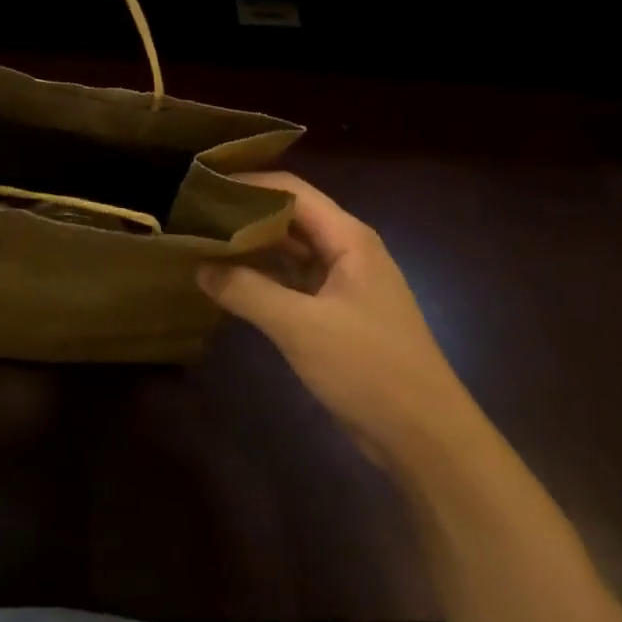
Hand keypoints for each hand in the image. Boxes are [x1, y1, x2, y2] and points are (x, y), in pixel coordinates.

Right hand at [198, 173, 467, 473]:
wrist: (426, 439)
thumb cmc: (370, 369)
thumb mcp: (301, 327)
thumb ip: (248, 292)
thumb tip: (200, 266)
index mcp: (348, 238)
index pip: (291, 189)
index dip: (248, 183)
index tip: (203, 187)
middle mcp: (346, 250)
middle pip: (290, 215)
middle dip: (244, 213)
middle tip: (194, 215)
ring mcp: (343, 282)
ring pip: (290, 249)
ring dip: (252, 246)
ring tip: (203, 243)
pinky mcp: (337, 313)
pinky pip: (293, 281)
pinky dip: (263, 278)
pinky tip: (229, 282)